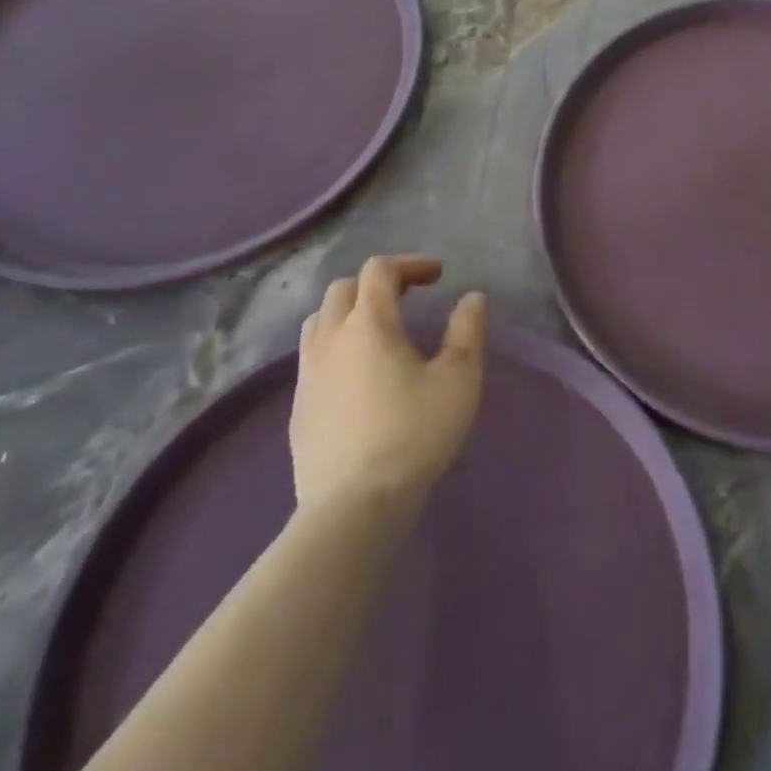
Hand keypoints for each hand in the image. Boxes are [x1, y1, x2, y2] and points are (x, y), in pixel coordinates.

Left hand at [290, 255, 486, 512]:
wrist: (354, 506)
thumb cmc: (414, 433)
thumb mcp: (459, 379)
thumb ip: (467, 331)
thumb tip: (472, 298)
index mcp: (369, 323)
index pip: (379, 271)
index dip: (409, 264)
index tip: (437, 276)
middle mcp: (331, 339)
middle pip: (343, 289)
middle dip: (376, 284)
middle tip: (408, 297)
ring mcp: (307, 375)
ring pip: (319, 322)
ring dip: (349, 312)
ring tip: (378, 330)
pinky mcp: (297, 409)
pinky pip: (312, 359)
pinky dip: (336, 347)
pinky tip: (357, 376)